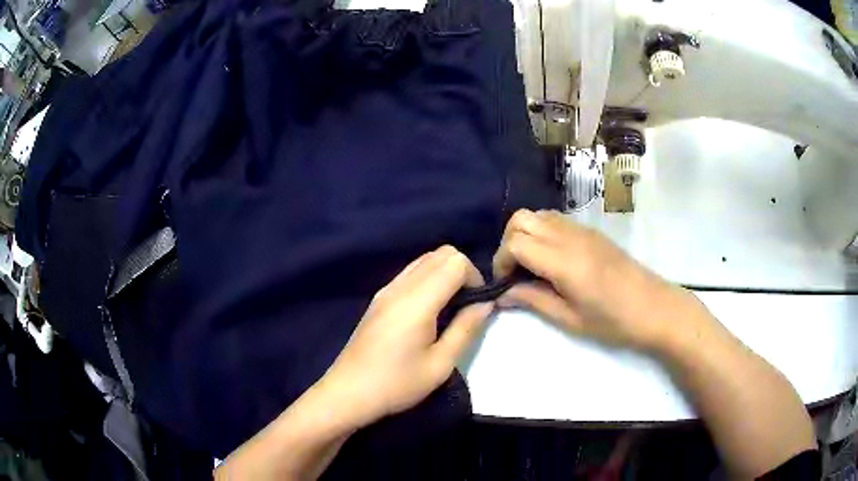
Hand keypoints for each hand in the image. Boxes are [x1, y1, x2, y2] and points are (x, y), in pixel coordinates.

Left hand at [319, 246, 492, 425]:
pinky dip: (428, 279)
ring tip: (450, 308)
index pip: (455, 261)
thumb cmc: (397, 384)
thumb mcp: (440, 364)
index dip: (475, 277)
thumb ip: (466, 328)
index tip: (478, 304)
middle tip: (467, 304)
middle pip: (441, 253)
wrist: (348, 392)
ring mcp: (386, 290)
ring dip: (444, 273)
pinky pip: (410, 273)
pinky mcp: (378, 298)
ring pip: (424, 259)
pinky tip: (428, 310)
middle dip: (463, 271)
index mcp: (417, 301)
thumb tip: (486, 304)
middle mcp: (400, 286)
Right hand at [493, 209, 701, 351]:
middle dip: (508, 243)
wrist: (654, 307)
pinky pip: (555, 220)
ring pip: (538, 214)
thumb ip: (532, 300)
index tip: (505, 284)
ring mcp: (582, 230)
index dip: (501, 261)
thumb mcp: (569, 319)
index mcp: (563, 260)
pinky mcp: (591, 231)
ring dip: (525, 235)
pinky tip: (551, 260)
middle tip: (514, 272)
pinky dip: (542, 232)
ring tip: (531, 266)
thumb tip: (502, 294)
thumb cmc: (613, 321)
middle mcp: (570, 236)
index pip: (515, 242)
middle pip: (521, 219)